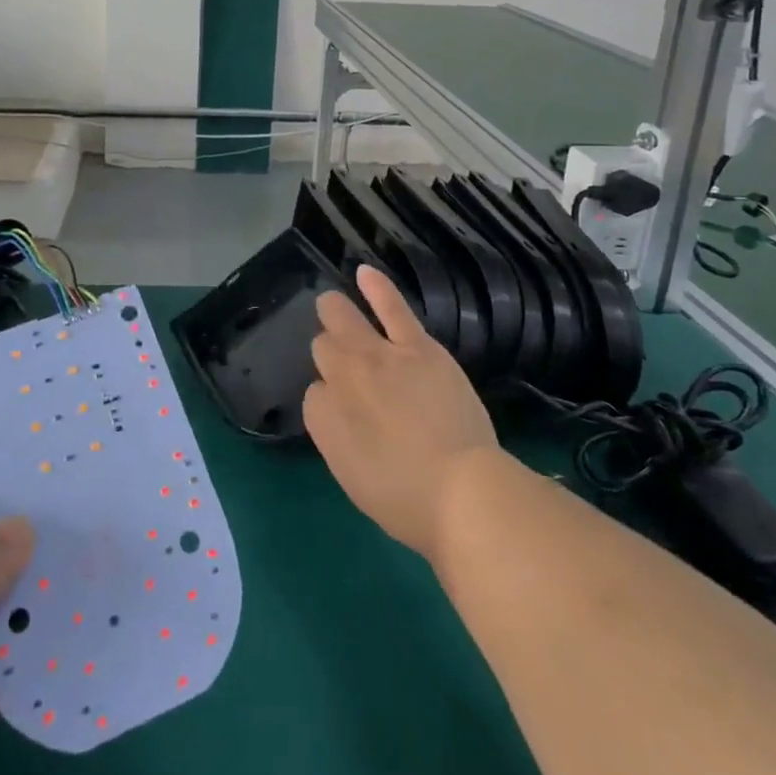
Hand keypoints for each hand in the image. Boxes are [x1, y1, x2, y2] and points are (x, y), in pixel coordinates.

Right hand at [303, 264, 498, 559]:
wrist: (461, 491)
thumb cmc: (407, 501)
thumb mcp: (353, 480)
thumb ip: (334, 436)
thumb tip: (332, 406)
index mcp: (324, 420)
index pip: (314, 397)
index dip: (328, 402)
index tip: (348, 416)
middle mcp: (342, 380)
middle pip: (323, 350)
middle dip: (328, 353)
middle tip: (340, 362)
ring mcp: (378, 357)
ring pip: (344, 321)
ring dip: (335, 311)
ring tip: (330, 304)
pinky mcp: (416, 347)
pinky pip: (391, 308)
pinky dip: (377, 288)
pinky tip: (364, 273)